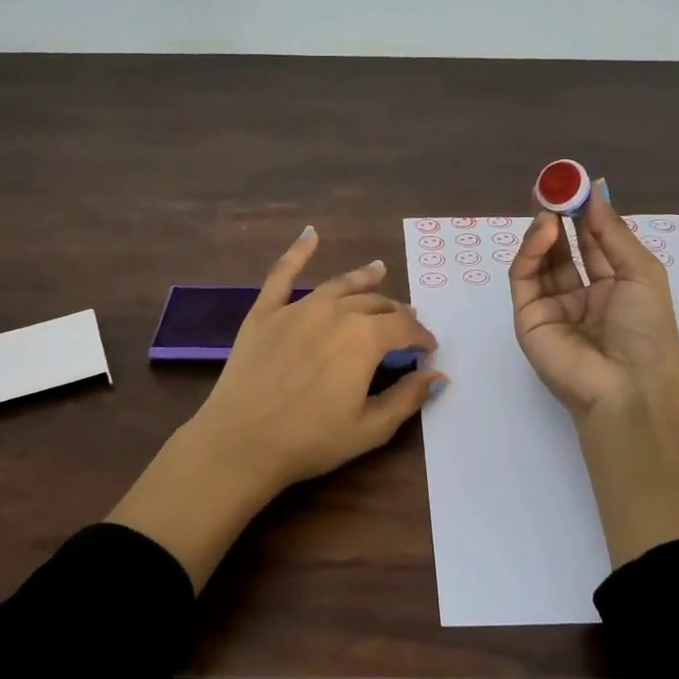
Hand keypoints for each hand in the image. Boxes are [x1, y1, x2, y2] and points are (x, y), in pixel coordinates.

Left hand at [108, 228, 442, 587]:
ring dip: (363, 280)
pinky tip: (310, 235)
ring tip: (379, 270)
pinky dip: (298, 252)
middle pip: (375, 304)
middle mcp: (335, 312)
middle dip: (396, 313)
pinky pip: (282, 274)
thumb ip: (408, 397)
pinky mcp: (265, 312)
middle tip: (404, 324)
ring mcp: (297, 308)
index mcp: (365, 338)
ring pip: (339, 286)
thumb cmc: (310, 441)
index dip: (421, 336)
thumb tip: (438, 375)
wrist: (241, 443)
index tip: (428, 348)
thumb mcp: (370, 429)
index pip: (404, 327)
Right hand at [510, 181, 678, 561]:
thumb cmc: (646, 331)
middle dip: (558, 215)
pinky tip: (544, 231)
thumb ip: (611, 231)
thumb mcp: (641, 272)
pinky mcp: (528, 317)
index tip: (577, 183)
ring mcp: (552, 306)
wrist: (626, 387)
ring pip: (540, 260)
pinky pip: (524, 278)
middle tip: (552, 185)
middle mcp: (581, 294)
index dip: (585, 212)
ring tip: (549, 206)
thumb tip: (596, 189)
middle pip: (563, 247)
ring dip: (544, 230)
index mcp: (613, 286)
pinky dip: (530, 251)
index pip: (593, 241)